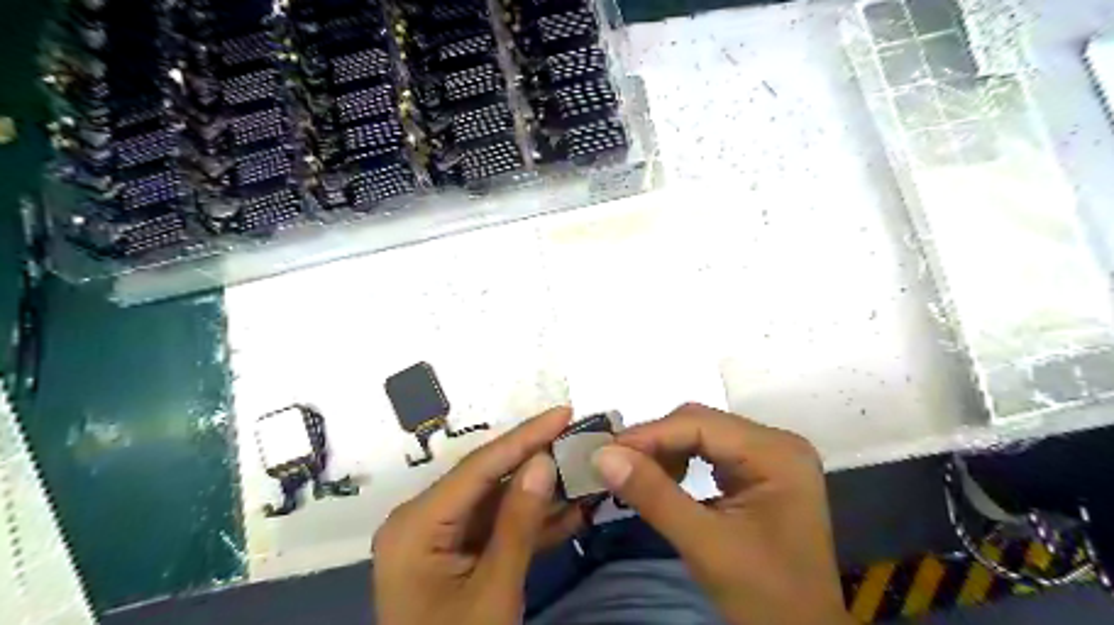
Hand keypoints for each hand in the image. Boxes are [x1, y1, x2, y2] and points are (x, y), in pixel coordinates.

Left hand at [370, 407, 583, 624]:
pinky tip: (571, 511)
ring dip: (541, 492)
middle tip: (578, 436)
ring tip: (582, 469)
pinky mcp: (458, 553)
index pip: (479, 467)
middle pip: (488, 478)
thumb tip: (544, 461)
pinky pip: (497, 528)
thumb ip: (518, 523)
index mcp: (416, 524)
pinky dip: (532, 523)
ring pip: (498, 502)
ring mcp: (440, 537)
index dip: (525, 436)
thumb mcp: (493, 592)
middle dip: (537, 460)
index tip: (564, 412)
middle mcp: (423, 519)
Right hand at [592, 402, 855, 624]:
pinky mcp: (760, 472)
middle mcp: (776, 443)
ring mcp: (770, 457)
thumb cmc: (764, 595)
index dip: (649, 435)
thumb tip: (602, 455)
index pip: (699, 423)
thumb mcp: (705, 545)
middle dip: (655, 443)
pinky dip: (680, 462)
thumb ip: (653, 495)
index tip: (604, 452)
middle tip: (614, 464)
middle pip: (701, 424)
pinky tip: (663, 480)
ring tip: (635, 474)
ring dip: (665, 452)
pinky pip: (710, 453)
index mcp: (775, 453)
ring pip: (702, 436)